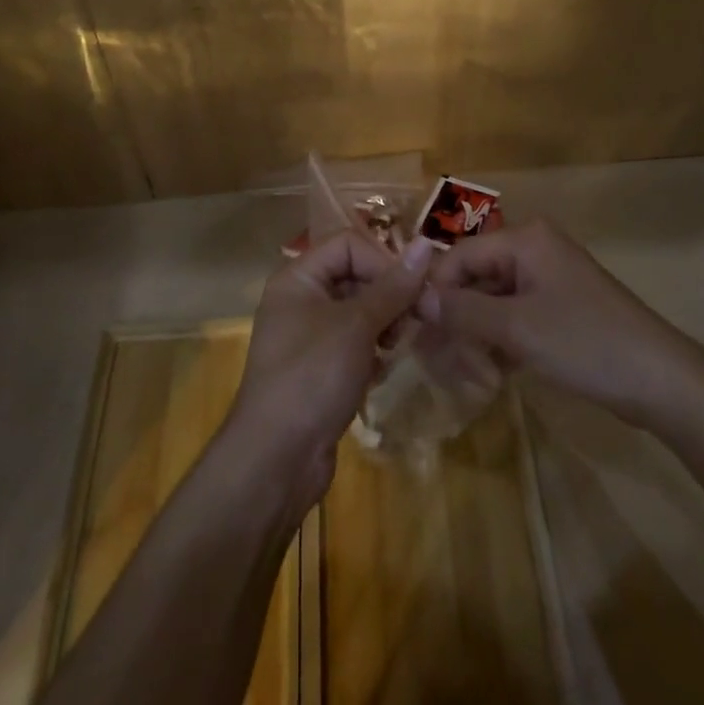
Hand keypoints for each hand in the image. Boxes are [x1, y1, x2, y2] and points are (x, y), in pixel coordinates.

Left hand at [225, 230, 432, 509]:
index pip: (349, 244)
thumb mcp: (356, 326)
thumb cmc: (312, 378)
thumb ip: (393, 286)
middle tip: (422, 317)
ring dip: (385, 325)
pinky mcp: (319, 369)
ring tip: (396, 348)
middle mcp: (300, 299)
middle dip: (390, 295)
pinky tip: (381, 373)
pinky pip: (354, 344)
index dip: (383, 260)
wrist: (275, 461)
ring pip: (359, 312)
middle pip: (355, 275)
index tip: (415, 289)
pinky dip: (372, 352)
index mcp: (298, 277)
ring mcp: (309, 336)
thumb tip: (428, 243)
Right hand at [418, 219, 696, 424]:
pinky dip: (499, 342)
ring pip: (492, 302)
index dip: (437, 291)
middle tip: (443, 362)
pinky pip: (513, 317)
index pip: (461, 255)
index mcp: (525, 240)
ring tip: (472, 376)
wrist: (662, 381)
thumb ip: (464, 312)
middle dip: (458, 319)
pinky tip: (492, 375)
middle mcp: (533, 250)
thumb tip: (417, 299)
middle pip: (475, 279)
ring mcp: (548, 281)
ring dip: (477, 336)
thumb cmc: (586, 343)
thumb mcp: (518, 329)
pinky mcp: (558, 310)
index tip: (418, 331)